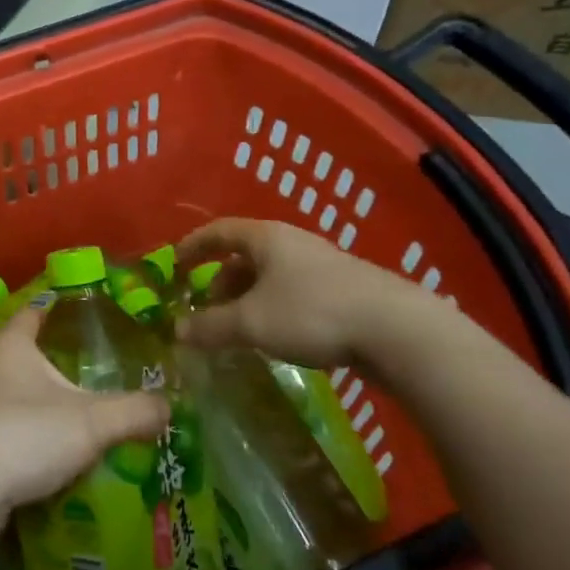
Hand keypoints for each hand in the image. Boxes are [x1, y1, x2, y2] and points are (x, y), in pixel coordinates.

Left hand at [0, 301, 168, 536]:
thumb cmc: (25, 435)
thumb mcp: (91, 423)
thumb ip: (134, 412)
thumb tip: (168, 406)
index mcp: (10, 346)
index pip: (33, 312)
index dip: (54, 308)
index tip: (77, 310)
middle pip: (19, 355)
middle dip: (48, 363)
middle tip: (86, 374)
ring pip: (5, 395)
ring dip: (31, 404)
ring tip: (67, 417)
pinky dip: (17, 437)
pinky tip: (39, 456)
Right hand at [174, 217, 447, 369]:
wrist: (395, 329)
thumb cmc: (311, 313)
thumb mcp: (251, 322)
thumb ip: (210, 326)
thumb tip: (176, 331)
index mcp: (266, 238)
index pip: (219, 231)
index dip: (193, 246)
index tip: (174, 265)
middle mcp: (293, 243)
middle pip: (245, 256)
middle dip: (221, 282)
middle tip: (207, 312)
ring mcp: (322, 265)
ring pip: (271, 277)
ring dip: (248, 299)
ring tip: (241, 331)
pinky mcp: (344, 290)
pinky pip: (294, 293)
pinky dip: (274, 309)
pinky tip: (279, 338)